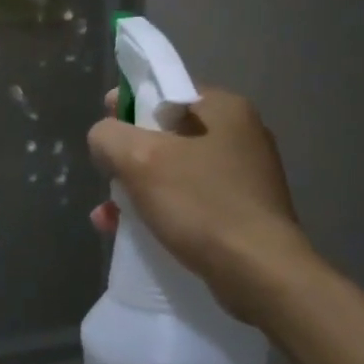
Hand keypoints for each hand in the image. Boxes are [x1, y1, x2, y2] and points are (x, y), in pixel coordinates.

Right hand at [87, 87, 316, 325]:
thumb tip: (103, 137)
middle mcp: (239, 133)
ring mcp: (244, 174)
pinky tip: (133, 232)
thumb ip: (108, 136)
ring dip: (137, 189)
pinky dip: (160, 210)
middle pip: (164, 134)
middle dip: (128, 159)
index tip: (104, 134)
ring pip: (173, 170)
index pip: (162, 91)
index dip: (125, 108)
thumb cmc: (200, 204)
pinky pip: (189, 199)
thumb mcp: (138, 159)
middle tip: (109, 180)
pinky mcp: (243, 210)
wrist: (260, 272)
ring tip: (109, 217)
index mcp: (223, 108)